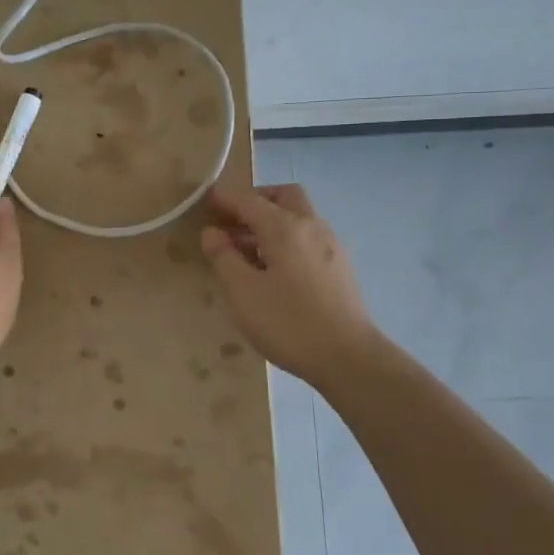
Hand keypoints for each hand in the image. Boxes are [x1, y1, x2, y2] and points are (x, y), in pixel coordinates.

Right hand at [200, 183, 376, 385]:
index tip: (205, 199)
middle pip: (283, 197)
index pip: (249, 200)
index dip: (225, 198)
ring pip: (298, 217)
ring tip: (246, 250)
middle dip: (256, 201)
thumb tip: (212, 232)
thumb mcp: (243, 292)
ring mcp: (330, 246)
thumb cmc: (288, 323)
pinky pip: (307, 238)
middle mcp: (311, 226)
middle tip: (232, 222)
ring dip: (271, 222)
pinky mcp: (339, 267)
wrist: (348, 357)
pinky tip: (274, 269)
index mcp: (285, 227)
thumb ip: (224, 257)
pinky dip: (286, 240)